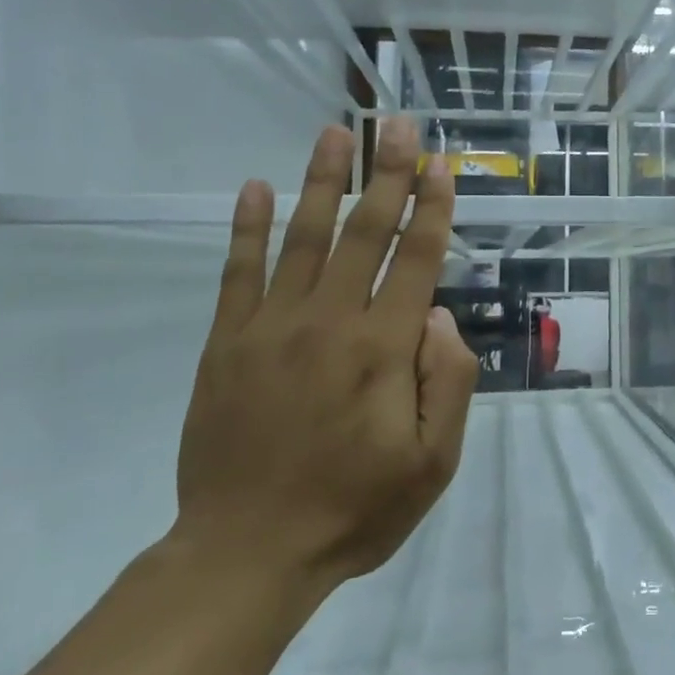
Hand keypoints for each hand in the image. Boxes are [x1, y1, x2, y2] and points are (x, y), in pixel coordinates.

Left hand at [173, 119, 480, 593]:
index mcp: (383, 350)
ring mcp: (271, 327)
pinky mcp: (227, 343)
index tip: (440, 165)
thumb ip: (448, 383)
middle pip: (365, 232)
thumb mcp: (432, 463)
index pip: (415, 260)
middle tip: (396, 123)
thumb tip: (439, 316)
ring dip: (323, 180)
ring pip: (304, 237)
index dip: (431, 208)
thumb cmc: (354, 509)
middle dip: (387, 173)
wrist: (247, 552)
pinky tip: (253, 188)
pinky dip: (246, 227)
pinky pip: (238, 272)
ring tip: (336, 132)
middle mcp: (329, 322)